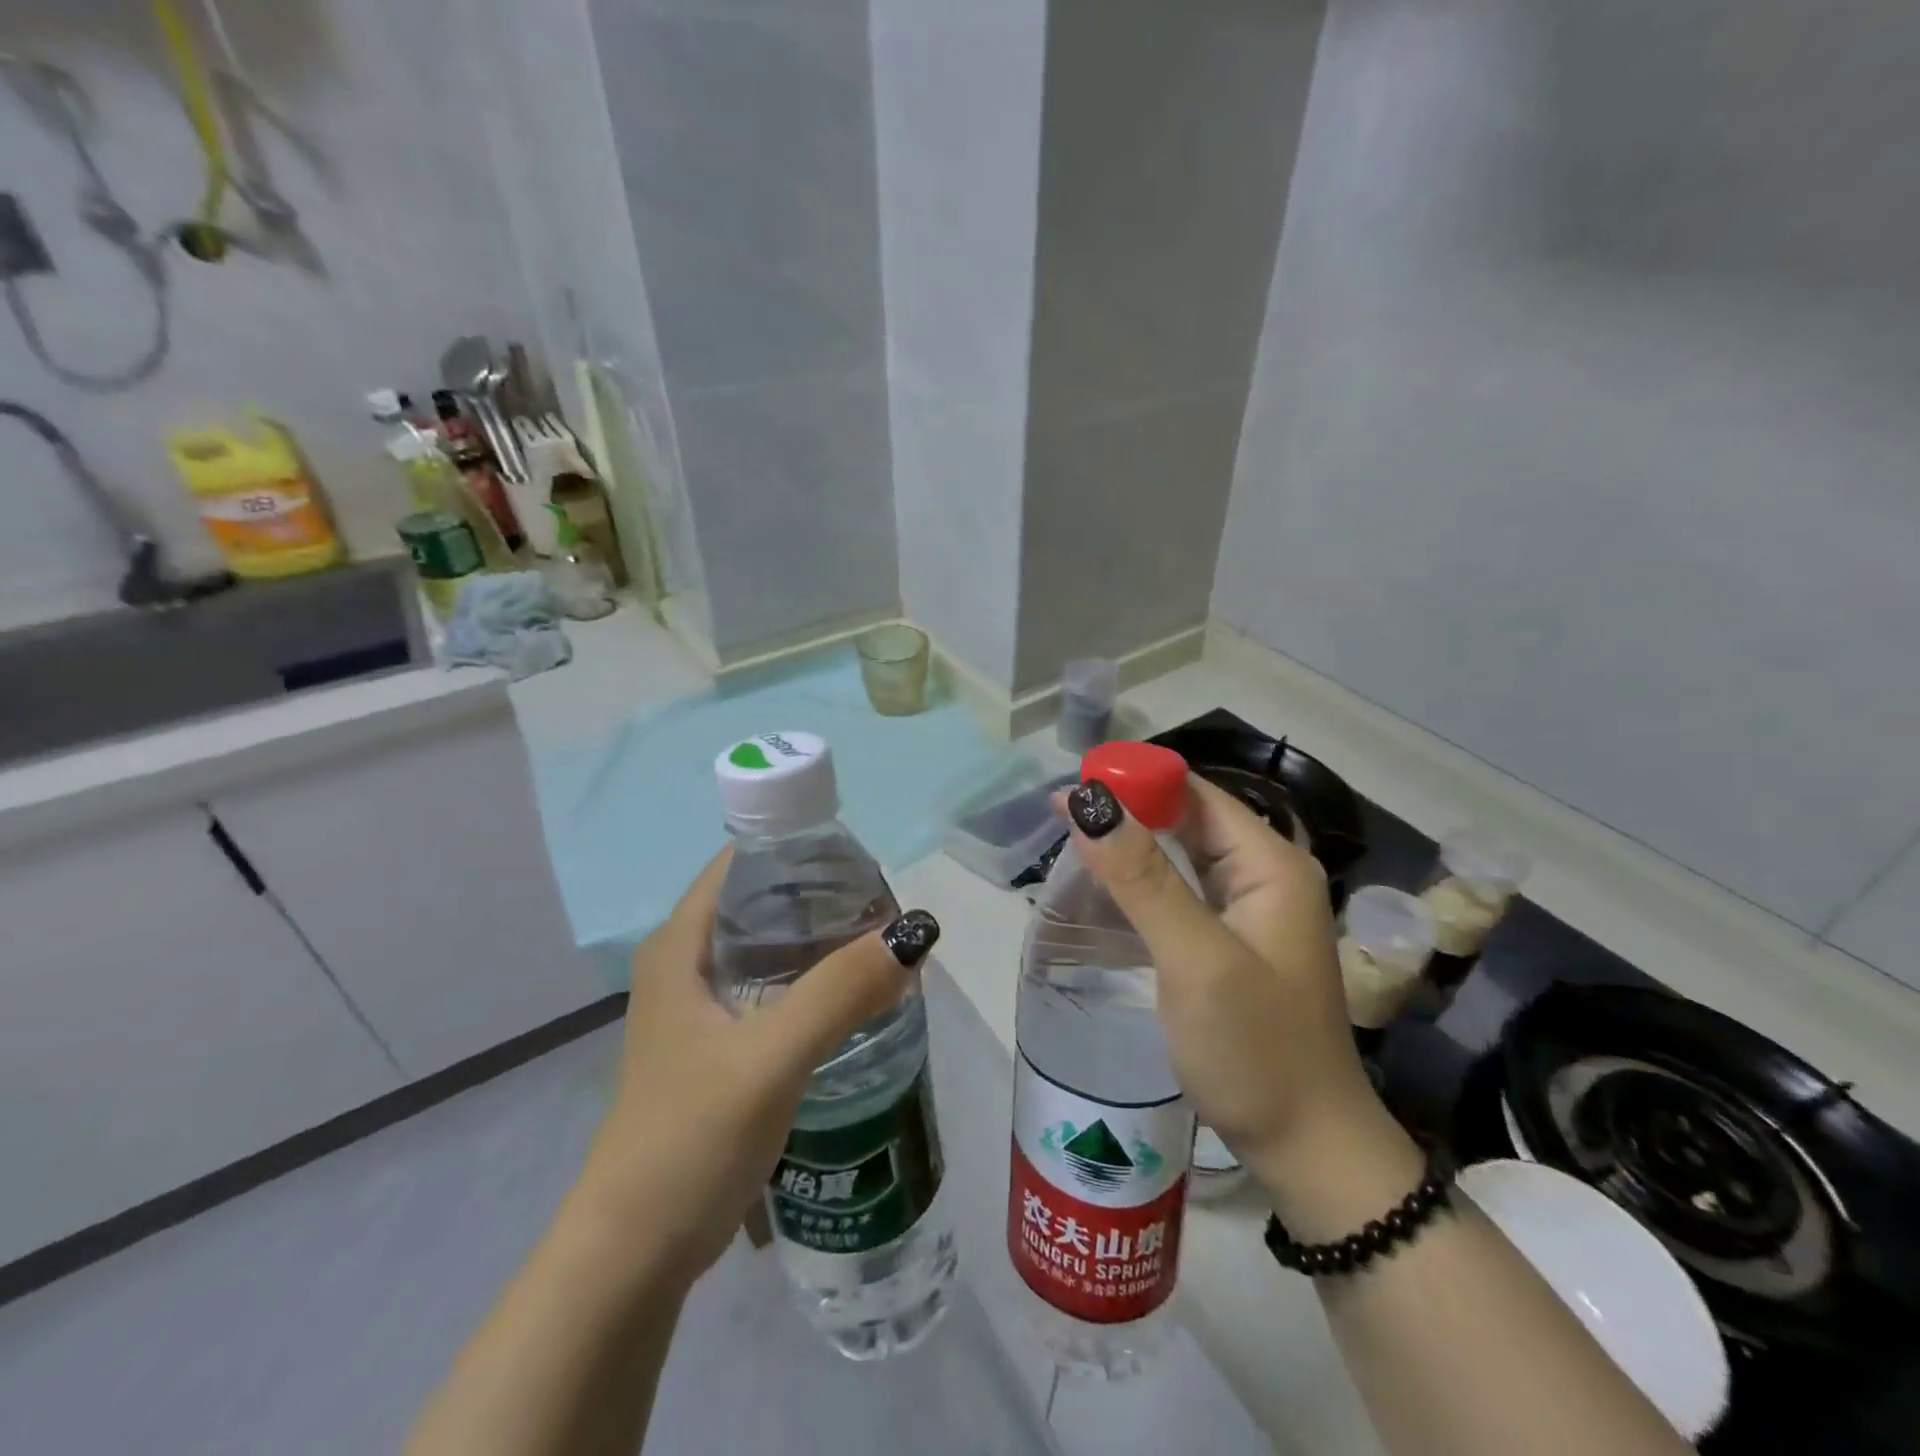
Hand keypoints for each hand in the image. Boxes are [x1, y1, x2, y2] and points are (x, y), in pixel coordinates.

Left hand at [570, 850, 940, 1284]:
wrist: (634, 1255)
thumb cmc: (689, 1139)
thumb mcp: (770, 1057)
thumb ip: (840, 992)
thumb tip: (914, 932)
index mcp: (680, 946)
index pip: (743, 863)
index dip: (800, 850)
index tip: (861, 860)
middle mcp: (684, 966)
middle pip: (761, 903)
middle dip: (822, 897)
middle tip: (884, 905)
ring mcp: (699, 1010)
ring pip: (769, 950)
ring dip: (820, 942)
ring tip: (880, 943)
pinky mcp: (716, 1048)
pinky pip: (772, 990)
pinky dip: (811, 982)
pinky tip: (852, 996)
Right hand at [1058, 775, 1396, 1203]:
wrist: (1307, 1151)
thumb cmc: (1256, 1052)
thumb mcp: (1195, 959)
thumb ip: (1142, 878)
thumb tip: (1088, 800)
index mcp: (1269, 865)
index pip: (1195, 793)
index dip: (1135, 781)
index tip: (1071, 788)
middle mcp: (1264, 876)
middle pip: (1187, 819)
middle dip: (1128, 811)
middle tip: (1057, 818)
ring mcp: (1249, 912)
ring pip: (1180, 855)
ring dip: (1130, 846)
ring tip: (1068, 844)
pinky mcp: (1230, 942)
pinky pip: (1180, 892)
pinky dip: (1141, 883)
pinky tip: (1103, 888)